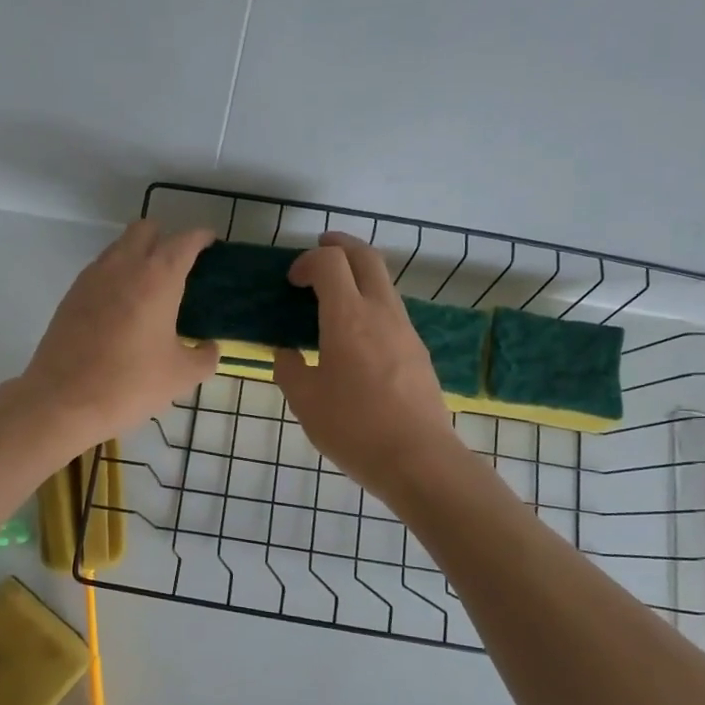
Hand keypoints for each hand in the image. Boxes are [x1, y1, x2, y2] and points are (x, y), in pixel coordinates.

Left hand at [18, 221, 220, 452]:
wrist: (63, 400)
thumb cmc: (130, 384)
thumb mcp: (181, 376)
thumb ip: (204, 356)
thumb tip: (209, 348)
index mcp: (158, 277)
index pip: (184, 240)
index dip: (201, 238)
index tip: (210, 245)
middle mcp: (123, 265)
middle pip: (146, 229)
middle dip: (165, 239)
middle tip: (178, 267)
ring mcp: (92, 277)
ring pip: (119, 247)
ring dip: (137, 256)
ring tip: (150, 289)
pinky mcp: (71, 295)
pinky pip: (99, 270)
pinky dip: (115, 276)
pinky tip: (122, 308)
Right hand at [273, 233, 461, 498]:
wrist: (418, 459)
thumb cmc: (354, 428)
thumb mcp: (305, 402)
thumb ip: (289, 370)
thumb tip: (286, 353)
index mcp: (348, 318)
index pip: (329, 262)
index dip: (307, 261)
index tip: (292, 281)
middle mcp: (381, 312)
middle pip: (366, 257)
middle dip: (340, 245)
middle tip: (320, 250)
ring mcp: (405, 329)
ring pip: (383, 282)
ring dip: (358, 275)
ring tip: (334, 295)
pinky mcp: (418, 350)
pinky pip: (392, 310)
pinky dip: (371, 302)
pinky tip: (356, 334)